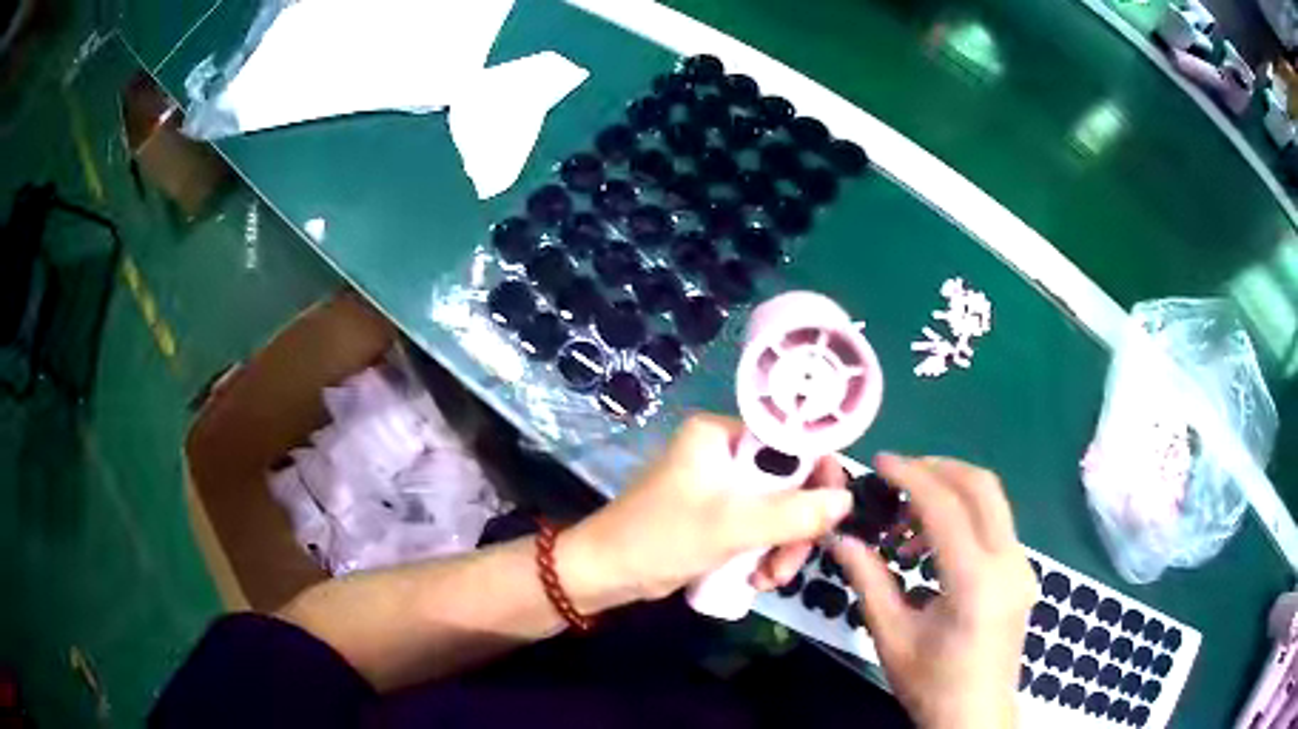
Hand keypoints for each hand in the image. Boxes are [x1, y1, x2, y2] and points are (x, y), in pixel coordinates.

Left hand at [562, 413, 852, 609]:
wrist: (606, 574)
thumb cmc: (662, 537)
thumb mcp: (733, 525)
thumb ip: (794, 513)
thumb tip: (847, 500)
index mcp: (719, 435)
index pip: (788, 441)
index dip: (818, 474)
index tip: (834, 511)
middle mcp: (721, 453)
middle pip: (785, 482)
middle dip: (794, 528)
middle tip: (790, 565)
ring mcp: (717, 487)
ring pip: (773, 510)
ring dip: (779, 547)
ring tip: (770, 580)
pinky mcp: (713, 516)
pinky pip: (755, 527)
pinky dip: (761, 553)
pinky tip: (756, 580)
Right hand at [832, 455, 1035, 728]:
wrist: (975, 716)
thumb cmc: (931, 683)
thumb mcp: (891, 636)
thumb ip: (869, 581)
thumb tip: (842, 539)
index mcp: (975, 582)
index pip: (945, 507)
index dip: (911, 476)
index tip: (881, 461)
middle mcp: (1009, 562)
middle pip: (982, 486)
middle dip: (938, 469)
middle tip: (899, 475)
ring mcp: (1023, 565)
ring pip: (992, 502)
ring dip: (951, 493)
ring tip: (909, 523)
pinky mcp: (1023, 572)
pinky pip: (996, 525)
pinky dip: (965, 517)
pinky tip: (935, 546)